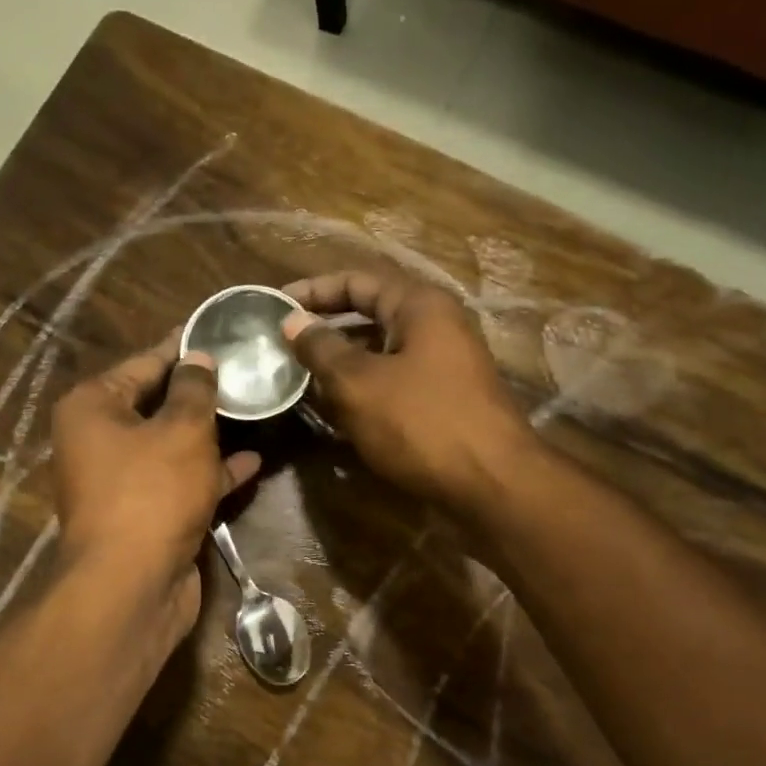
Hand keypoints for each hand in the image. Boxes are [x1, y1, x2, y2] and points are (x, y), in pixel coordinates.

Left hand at [51, 338, 259, 630]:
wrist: (133, 585)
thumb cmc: (152, 492)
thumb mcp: (182, 430)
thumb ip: (195, 389)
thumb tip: (198, 358)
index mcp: (93, 407)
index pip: (143, 363)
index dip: (182, 347)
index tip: (218, 332)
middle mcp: (100, 440)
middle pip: (156, 404)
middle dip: (200, 391)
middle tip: (244, 370)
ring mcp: (124, 481)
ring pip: (172, 445)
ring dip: (211, 432)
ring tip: (254, 408)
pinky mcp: (148, 514)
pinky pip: (182, 481)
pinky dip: (212, 472)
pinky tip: (252, 461)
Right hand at [282, 271, 533, 515]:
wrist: (492, 484)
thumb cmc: (421, 423)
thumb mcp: (358, 383)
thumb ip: (321, 349)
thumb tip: (293, 322)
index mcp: (420, 306)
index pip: (357, 281)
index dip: (312, 291)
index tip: (273, 307)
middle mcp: (437, 327)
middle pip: (370, 316)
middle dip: (325, 330)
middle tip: (282, 346)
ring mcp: (445, 366)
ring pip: (381, 354)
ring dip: (341, 365)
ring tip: (300, 380)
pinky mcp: (445, 401)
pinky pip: (395, 384)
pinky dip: (364, 391)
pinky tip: (336, 412)